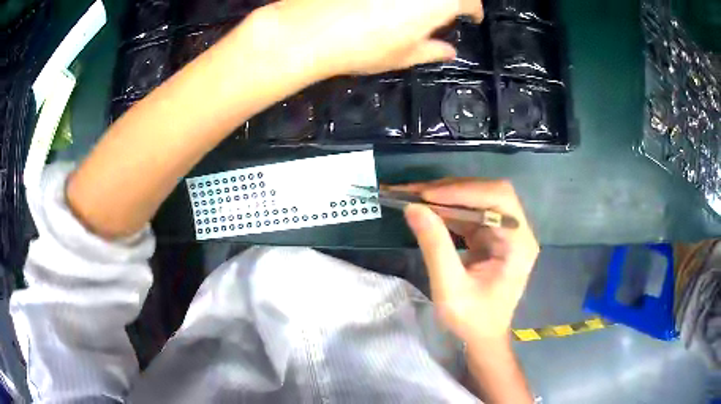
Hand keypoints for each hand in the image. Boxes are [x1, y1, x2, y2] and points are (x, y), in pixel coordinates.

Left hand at [268, 0, 483, 76]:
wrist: (311, 30)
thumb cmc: (364, 47)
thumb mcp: (404, 56)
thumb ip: (432, 51)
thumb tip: (449, 52)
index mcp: (439, 2)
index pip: (469, 2)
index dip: (474, 10)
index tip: (473, 17)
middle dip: (453, 0)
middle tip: (445, 11)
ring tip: (415, 6)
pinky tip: (386, 3)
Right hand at [396, 179, 538, 342]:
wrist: (483, 336)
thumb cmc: (473, 319)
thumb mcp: (450, 288)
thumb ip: (435, 247)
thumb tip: (413, 208)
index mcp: (519, 243)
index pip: (499, 198)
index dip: (464, 191)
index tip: (428, 196)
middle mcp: (516, 230)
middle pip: (488, 193)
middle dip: (450, 190)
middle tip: (414, 193)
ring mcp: (504, 231)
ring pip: (476, 199)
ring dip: (444, 197)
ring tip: (413, 197)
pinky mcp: (491, 235)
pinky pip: (468, 212)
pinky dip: (445, 209)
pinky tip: (425, 210)